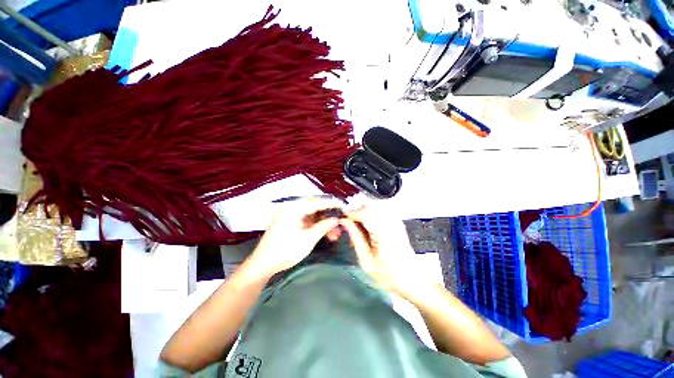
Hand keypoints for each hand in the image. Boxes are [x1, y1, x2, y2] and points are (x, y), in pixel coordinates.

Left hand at [248, 198, 342, 276]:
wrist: (263, 264)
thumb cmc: (286, 251)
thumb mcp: (308, 239)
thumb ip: (324, 226)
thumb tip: (336, 219)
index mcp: (294, 208)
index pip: (317, 203)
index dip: (332, 205)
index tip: (343, 207)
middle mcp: (291, 207)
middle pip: (315, 209)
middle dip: (328, 218)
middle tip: (340, 225)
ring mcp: (289, 214)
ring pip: (311, 216)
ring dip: (322, 224)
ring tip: (334, 234)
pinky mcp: (288, 221)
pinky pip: (305, 220)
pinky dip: (314, 226)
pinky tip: (323, 233)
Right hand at [339, 205, 425, 294]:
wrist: (410, 278)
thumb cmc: (387, 274)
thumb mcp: (366, 259)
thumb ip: (355, 237)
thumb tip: (344, 221)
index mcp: (384, 234)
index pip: (364, 212)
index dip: (351, 213)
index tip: (343, 219)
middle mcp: (392, 223)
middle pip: (369, 205)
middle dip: (356, 211)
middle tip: (350, 224)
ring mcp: (396, 220)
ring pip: (374, 205)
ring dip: (363, 212)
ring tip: (359, 227)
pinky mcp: (397, 221)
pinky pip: (380, 209)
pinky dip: (371, 214)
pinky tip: (369, 226)